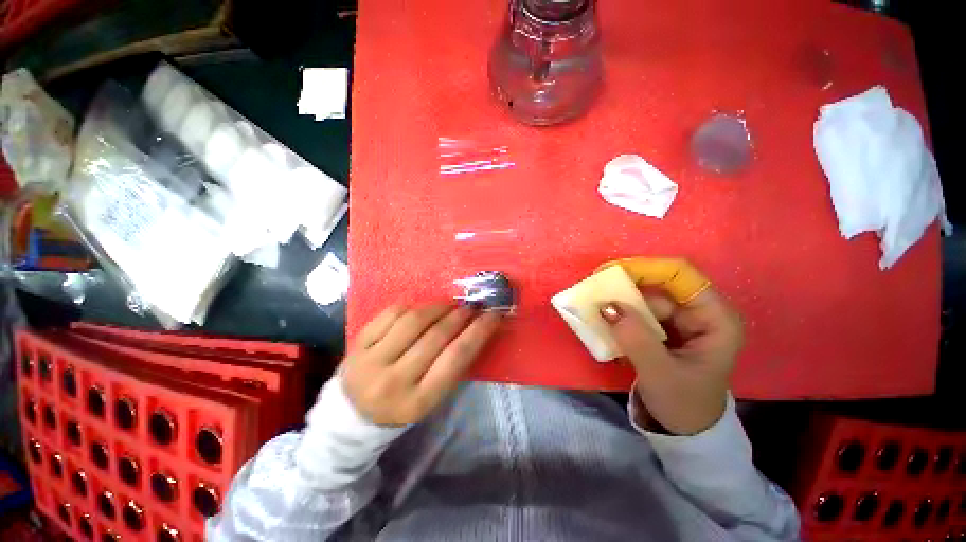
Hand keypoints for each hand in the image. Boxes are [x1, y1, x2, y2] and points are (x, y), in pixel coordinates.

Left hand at [342, 303, 502, 426]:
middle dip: (460, 316)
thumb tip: (476, 328)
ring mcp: (371, 360)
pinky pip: (391, 313)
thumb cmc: (404, 403)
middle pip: (436, 337)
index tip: (493, 315)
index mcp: (418, 401)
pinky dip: (413, 306)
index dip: (478, 332)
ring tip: (450, 305)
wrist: (355, 411)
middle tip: (471, 307)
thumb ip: (454, 365)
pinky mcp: (358, 343)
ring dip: (438, 307)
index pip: (455, 358)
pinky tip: (423, 309)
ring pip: (413, 321)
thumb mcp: (433, 396)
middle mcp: (393, 381)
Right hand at [600, 287, 742, 434]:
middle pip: (657, 285)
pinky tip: (603, 322)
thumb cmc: (683, 405)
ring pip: (643, 298)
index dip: (644, 268)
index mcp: (714, 318)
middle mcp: (699, 312)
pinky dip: (618, 315)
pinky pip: (637, 312)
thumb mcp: (659, 373)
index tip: (608, 273)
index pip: (680, 275)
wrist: (686, 429)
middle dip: (624, 288)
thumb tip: (607, 306)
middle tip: (592, 293)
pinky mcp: (663, 328)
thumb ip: (635, 339)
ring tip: (593, 310)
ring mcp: (680, 320)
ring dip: (617, 302)